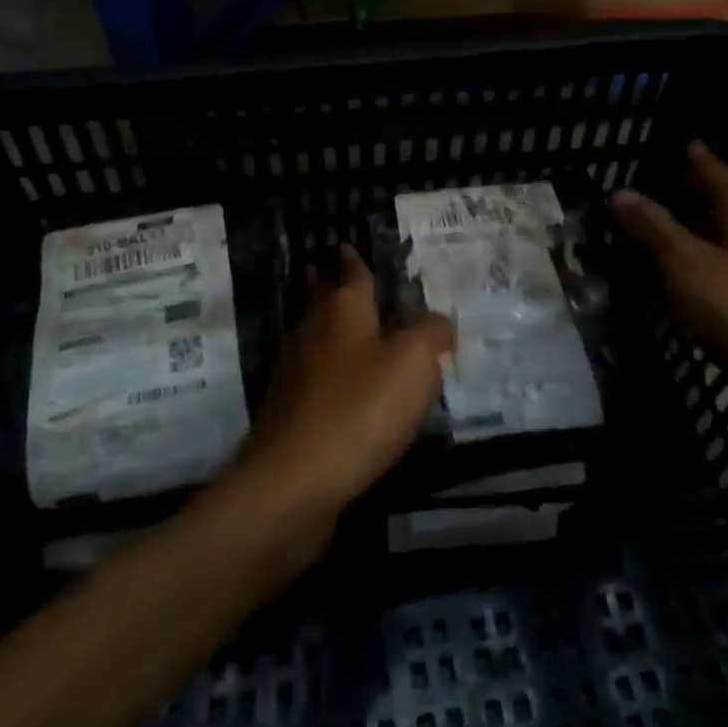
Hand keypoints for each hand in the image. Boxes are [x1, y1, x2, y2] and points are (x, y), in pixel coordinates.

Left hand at [238, 246, 454, 540]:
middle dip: (330, 287)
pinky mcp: (287, 411)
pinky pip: (313, 378)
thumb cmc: (360, 408)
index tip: (348, 246)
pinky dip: (328, 374)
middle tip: (340, 279)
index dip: (354, 258)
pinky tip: (343, 391)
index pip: (350, 271)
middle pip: (322, 299)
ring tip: (354, 335)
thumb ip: (431, 334)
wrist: (295, 481)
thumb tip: (440, 322)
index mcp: (342, 308)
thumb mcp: (414, 363)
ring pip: (315, 338)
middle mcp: (312, 330)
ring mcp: (293, 372)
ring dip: (330, 331)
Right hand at [611, 142, 727, 400]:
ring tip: (674, 228)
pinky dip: (720, 258)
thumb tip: (620, 192)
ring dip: (708, 227)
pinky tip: (701, 273)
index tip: (675, 145)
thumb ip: (653, 227)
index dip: (692, 158)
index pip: (714, 169)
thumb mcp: (686, 266)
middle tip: (663, 186)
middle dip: (697, 191)